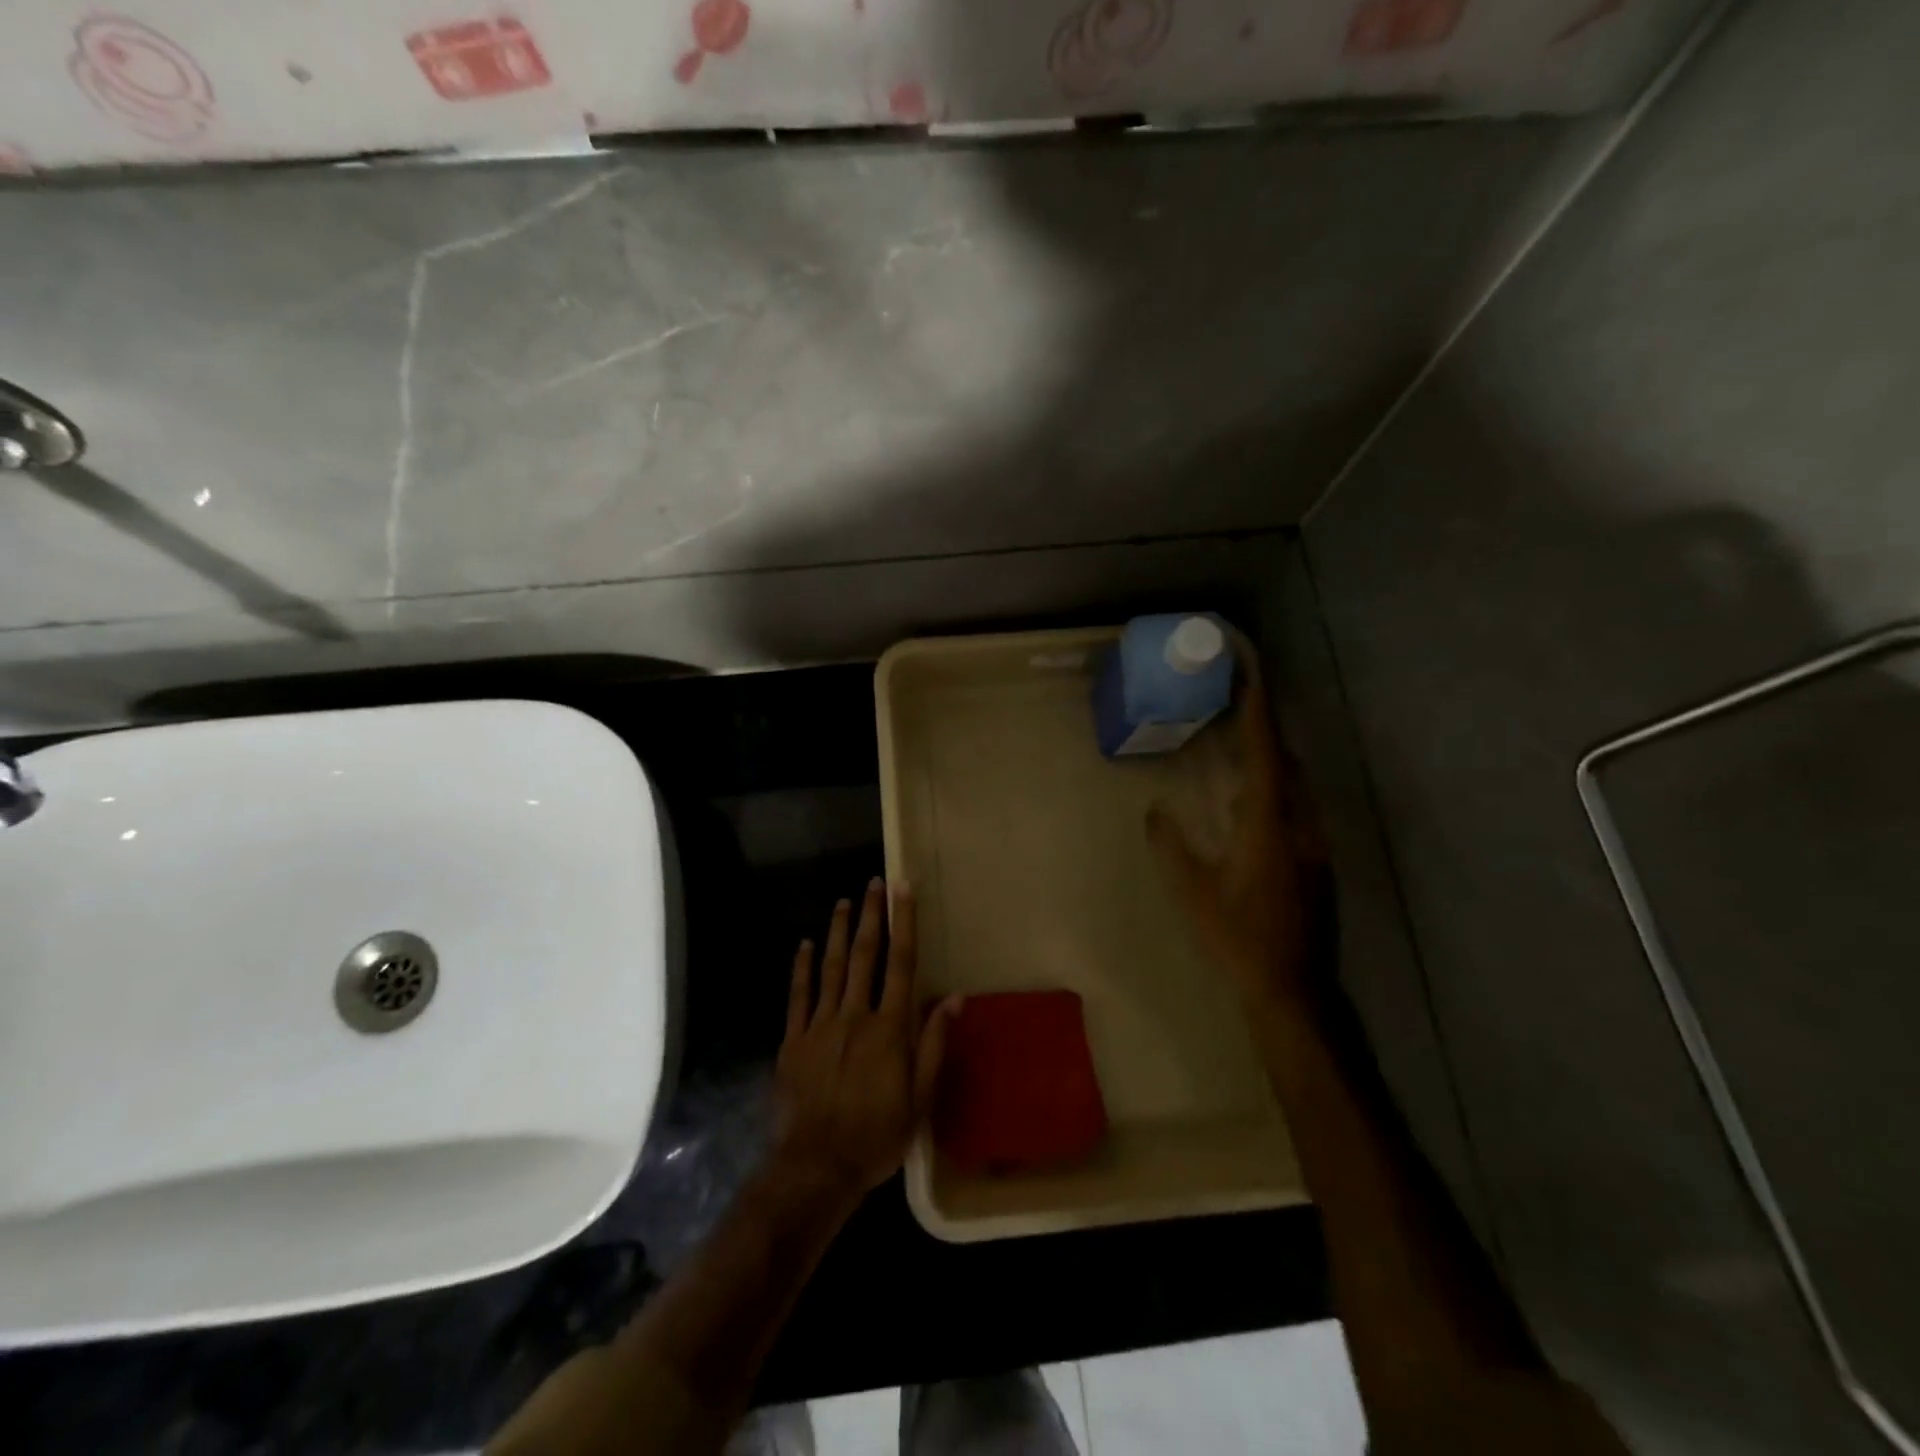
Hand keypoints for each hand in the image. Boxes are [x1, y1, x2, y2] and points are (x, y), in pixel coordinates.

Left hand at [772, 879, 960, 1200]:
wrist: (816, 1166)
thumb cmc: (876, 1135)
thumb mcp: (920, 1099)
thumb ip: (934, 1045)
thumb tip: (955, 998)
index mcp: (889, 1028)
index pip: (901, 964)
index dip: (904, 924)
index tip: (903, 891)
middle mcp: (855, 1016)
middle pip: (865, 956)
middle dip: (871, 917)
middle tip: (874, 884)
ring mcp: (820, 1025)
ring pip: (831, 968)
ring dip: (839, 932)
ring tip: (843, 902)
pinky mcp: (793, 1040)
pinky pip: (799, 996)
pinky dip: (803, 968)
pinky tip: (805, 944)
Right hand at [1147, 673, 1326, 1008]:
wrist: (1293, 988)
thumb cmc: (1239, 938)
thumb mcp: (1193, 894)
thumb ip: (1171, 848)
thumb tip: (1155, 812)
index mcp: (1268, 827)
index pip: (1265, 757)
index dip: (1257, 716)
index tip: (1250, 677)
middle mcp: (1299, 827)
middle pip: (1287, 765)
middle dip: (1264, 734)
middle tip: (1236, 712)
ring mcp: (1314, 846)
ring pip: (1296, 790)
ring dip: (1271, 765)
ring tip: (1240, 754)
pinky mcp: (1317, 864)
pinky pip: (1297, 811)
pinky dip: (1276, 794)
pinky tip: (1251, 811)